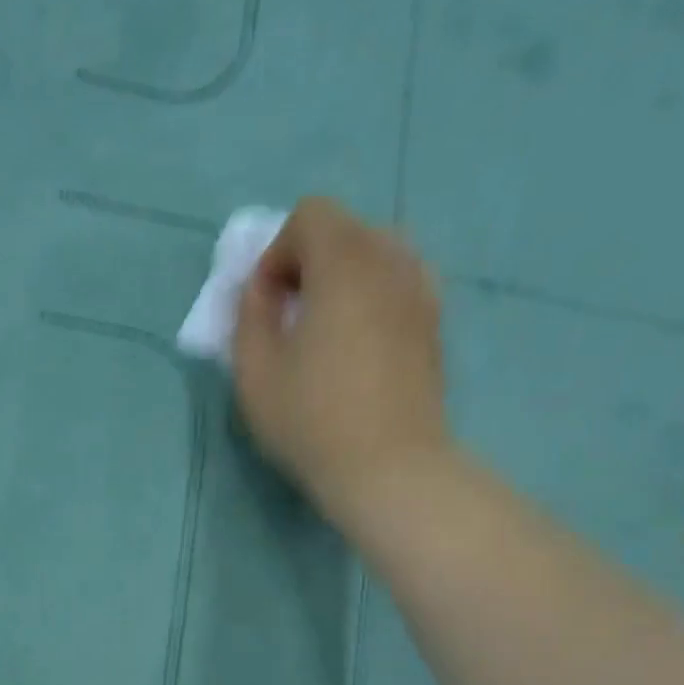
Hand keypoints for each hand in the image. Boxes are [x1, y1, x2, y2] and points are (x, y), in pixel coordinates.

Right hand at [231, 197, 451, 539]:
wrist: (389, 468)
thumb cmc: (311, 420)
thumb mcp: (254, 373)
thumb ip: (249, 317)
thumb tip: (261, 290)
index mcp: (344, 264)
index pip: (310, 216)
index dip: (276, 253)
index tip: (265, 305)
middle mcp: (391, 262)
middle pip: (347, 230)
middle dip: (309, 262)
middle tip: (289, 316)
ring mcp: (421, 293)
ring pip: (377, 256)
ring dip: (343, 280)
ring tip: (323, 331)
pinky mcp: (434, 327)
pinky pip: (399, 286)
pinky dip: (372, 299)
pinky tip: (357, 347)